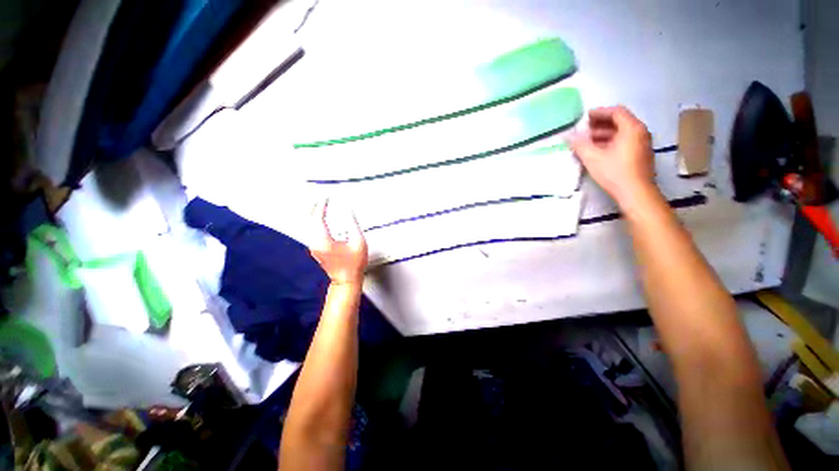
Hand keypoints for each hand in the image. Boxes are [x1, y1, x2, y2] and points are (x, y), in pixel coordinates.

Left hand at [309, 199, 367, 285]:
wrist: (346, 279)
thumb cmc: (354, 263)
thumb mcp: (359, 242)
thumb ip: (353, 224)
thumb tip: (349, 211)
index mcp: (324, 241)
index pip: (318, 218)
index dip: (322, 205)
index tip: (326, 197)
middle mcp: (315, 243)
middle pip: (310, 220)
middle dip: (315, 206)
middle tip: (322, 197)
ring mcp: (314, 246)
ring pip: (309, 225)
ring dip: (314, 213)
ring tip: (321, 204)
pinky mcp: (316, 248)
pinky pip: (312, 230)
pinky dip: (315, 221)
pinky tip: (320, 217)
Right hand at [569, 106, 658, 207]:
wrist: (636, 193)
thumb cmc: (615, 172)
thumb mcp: (593, 158)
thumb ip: (579, 145)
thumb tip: (567, 136)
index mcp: (632, 128)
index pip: (616, 112)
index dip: (600, 112)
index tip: (585, 117)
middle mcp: (640, 132)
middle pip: (620, 121)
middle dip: (601, 124)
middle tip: (585, 129)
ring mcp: (643, 144)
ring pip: (623, 132)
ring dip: (605, 134)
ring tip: (588, 141)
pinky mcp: (641, 155)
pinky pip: (626, 141)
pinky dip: (612, 141)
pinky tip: (599, 151)